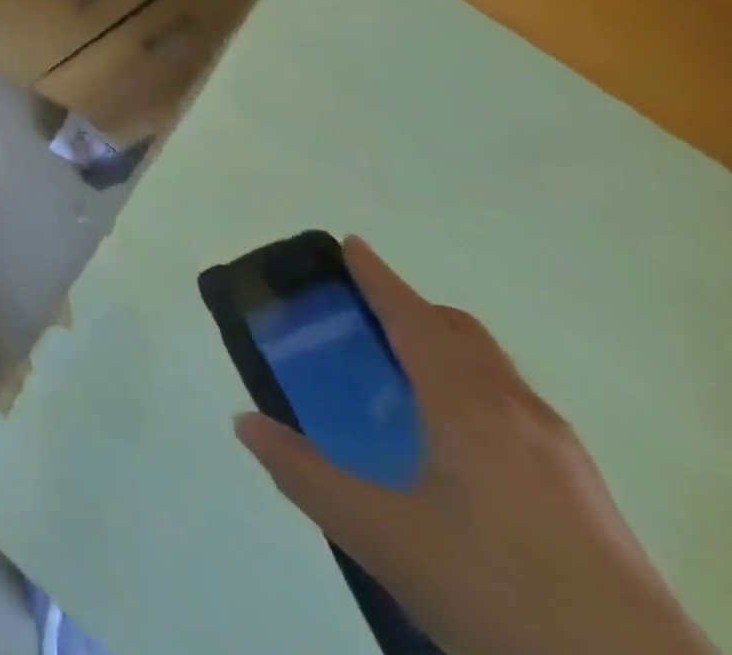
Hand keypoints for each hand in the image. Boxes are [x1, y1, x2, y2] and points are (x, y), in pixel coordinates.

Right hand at [235, 237, 713, 654]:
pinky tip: (454, 447)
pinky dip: (474, 393)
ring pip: (496, 373)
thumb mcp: (380, 536)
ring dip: (446, 353)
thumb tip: (245, 421)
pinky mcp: (588, 496)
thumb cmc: (498, 588)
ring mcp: (563, 455)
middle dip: (412, 311)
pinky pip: (516, 410)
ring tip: (401, 381)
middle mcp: (519, 412)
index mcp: (468, 403)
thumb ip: (304, 473)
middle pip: (463, 334)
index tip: (349, 244)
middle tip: (362, 319)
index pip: (413, 317)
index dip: (377, 277)